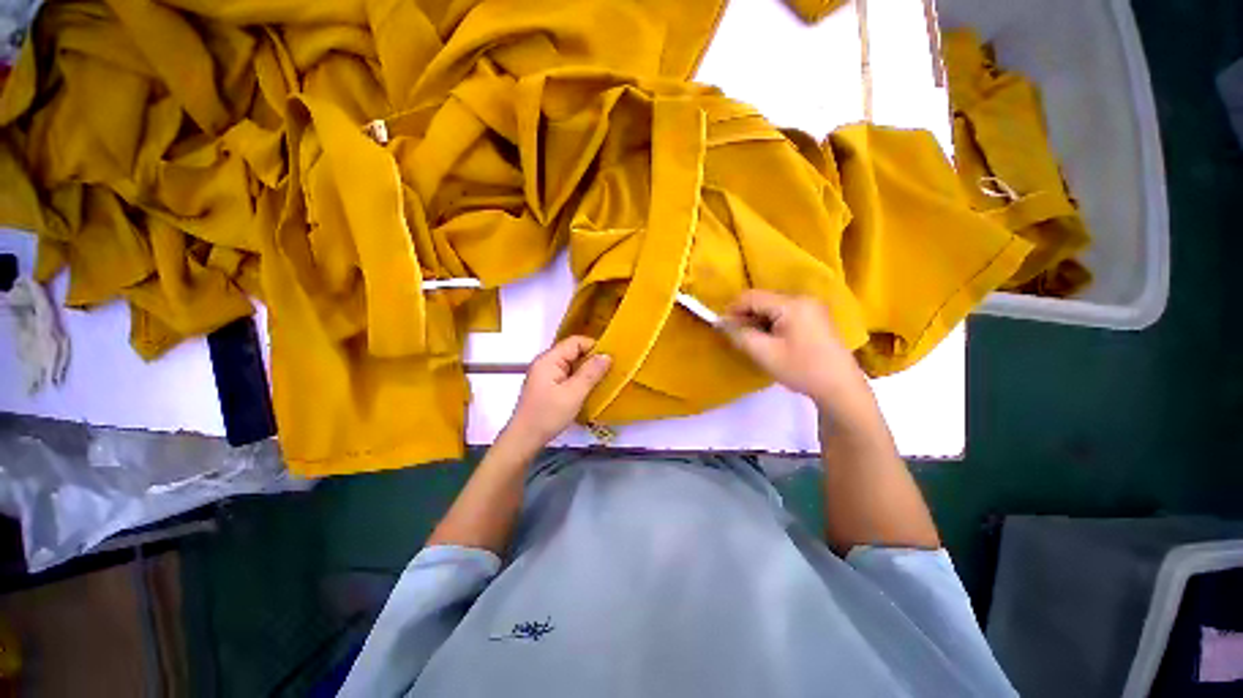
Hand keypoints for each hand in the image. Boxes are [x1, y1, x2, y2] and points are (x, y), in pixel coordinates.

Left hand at [505, 336, 612, 446]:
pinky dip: (579, 379)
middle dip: (592, 359)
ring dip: (586, 370)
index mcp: (549, 359)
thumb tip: (606, 356)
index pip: (575, 342)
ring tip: (602, 380)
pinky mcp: (547, 385)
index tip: (611, 359)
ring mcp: (545, 374)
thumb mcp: (573, 394)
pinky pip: (567, 374)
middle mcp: (546, 362)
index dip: (594, 347)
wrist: (524, 439)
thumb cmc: (547, 416)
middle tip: (610, 370)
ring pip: (571, 364)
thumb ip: (590, 373)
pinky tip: (588, 389)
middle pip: (573, 351)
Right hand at [723, 290, 873, 423]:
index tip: (722, 327)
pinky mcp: (815, 317)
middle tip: (737, 337)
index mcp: (792, 304)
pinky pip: (784, 313)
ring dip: (758, 320)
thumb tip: (721, 322)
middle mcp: (803, 299)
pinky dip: (771, 323)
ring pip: (773, 307)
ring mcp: (812, 307)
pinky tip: (770, 341)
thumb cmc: (801, 369)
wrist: (840, 388)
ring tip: (753, 341)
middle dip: (746, 316)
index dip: (733, 309)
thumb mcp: (764, 353)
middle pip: (763, 300)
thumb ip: (739, 335)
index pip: (752, 297)